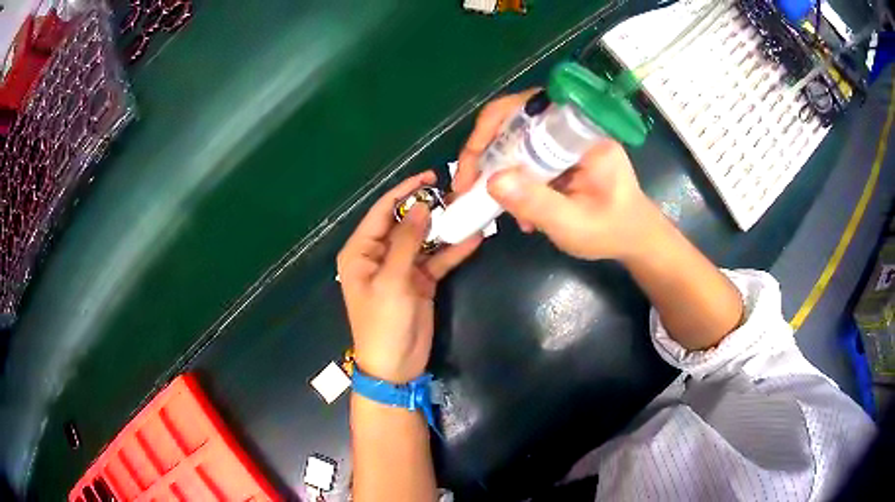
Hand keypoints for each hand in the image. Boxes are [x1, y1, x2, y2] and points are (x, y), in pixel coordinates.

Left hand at [338, 172, 481, 383]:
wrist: (396, 367)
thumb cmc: (383, 322)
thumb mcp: (392, 279)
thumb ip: (407, 241)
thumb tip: (422, 205)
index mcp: (361, 251)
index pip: (381, 212)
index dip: (404, 191)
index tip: (428, 175)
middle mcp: (380, 255)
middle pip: (405, 222)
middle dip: (428, 207)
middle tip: (455, 191)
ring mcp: (402, 268)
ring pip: (424, 239)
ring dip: (444, 227)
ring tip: (468, 208)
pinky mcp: (420, 281)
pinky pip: (437, 260)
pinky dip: (453, 251)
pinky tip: (474, 238)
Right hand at [453, 90, 657, 261]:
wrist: (635, 238)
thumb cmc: (613, 231)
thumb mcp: (574, 224)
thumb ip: (537, 203)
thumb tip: (492, 181)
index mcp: (584, 135)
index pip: (532, 108)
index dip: (494, 126)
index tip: (474, 162)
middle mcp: (572, 129)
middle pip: (516, 119)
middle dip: (486, 149)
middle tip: (468, 183)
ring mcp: (565, 141)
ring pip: (516, 138)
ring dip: (496, 166)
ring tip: (487, 198)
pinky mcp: (560, 155)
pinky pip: (525, 155)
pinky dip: (511, 178)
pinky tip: (515, 208)